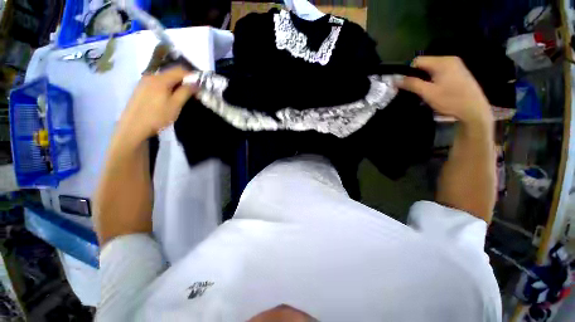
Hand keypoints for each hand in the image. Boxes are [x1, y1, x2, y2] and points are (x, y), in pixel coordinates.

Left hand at [118, 67, 196, 143]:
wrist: (133, 127)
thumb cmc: (157, 117)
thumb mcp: (175, 105)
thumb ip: (185, 92)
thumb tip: (196, 83)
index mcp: (160, 79)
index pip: (179, 70)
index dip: (191, 75)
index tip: (199, 85)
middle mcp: (151, 76)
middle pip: (171, 73)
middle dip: (183, 80)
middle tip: (192, 92)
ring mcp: (144, 82)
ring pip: (164, 78)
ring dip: (175, 84)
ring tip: (181, 96)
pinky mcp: (140, 88)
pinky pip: (157, 83)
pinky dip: (166, 87)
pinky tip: (168, 98)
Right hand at [398, 56, 491, 124]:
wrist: (474, 110)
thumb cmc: (450, 100)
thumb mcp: (427, 93)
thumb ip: (411, 84)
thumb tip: (395, 80)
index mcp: (442, 62)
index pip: (417, 60)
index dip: (408, 72)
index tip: (406, 84)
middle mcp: (449, 59)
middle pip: (425, 64)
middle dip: (417, 75)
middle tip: (414, 89)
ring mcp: (456, 65)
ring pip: (432, 68)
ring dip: (424, 78)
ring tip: (423, 91)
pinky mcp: (459, 72)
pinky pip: (440, 72)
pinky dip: (433, 79)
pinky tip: (434, 90)